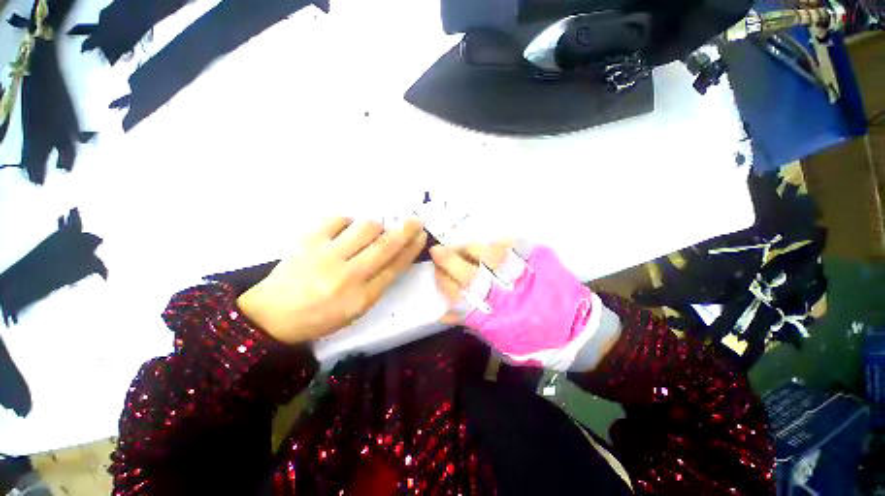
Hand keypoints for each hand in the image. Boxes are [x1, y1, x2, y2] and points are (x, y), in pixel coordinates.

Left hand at [237, 217, 426, 343]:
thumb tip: (396, 255)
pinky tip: (346, 230)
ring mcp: (326, 255)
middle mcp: (347, 275)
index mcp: (361, 298)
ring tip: (373, 232)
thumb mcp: (356, 309)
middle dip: (406, 230)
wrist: (271, 316)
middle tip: (416, 220)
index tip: (421, 236)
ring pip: (365, 228)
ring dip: (376, 227)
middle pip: (386, 246)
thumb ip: (379, 284)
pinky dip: (348, 221)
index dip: (411, 249)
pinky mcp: (308, 240)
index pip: (395, 267)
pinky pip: (338, 219)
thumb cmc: (320, 316)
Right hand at [432, 242, 610, 369]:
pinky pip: (517, 246)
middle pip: (474, 275)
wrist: (580, 333)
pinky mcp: (544, 262)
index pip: (461, 299)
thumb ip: (472, 324)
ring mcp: (528, 277)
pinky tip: (490, 243)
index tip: (435, 272)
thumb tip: (442, 312)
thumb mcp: (500, 343)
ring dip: (472, 248)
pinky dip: (500, 243)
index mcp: (498, 322)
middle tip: (437, 250)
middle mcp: (510, 299)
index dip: (444, 283)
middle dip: (451, 260)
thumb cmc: (535, 342)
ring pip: (494, 257)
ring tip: (461, 246)